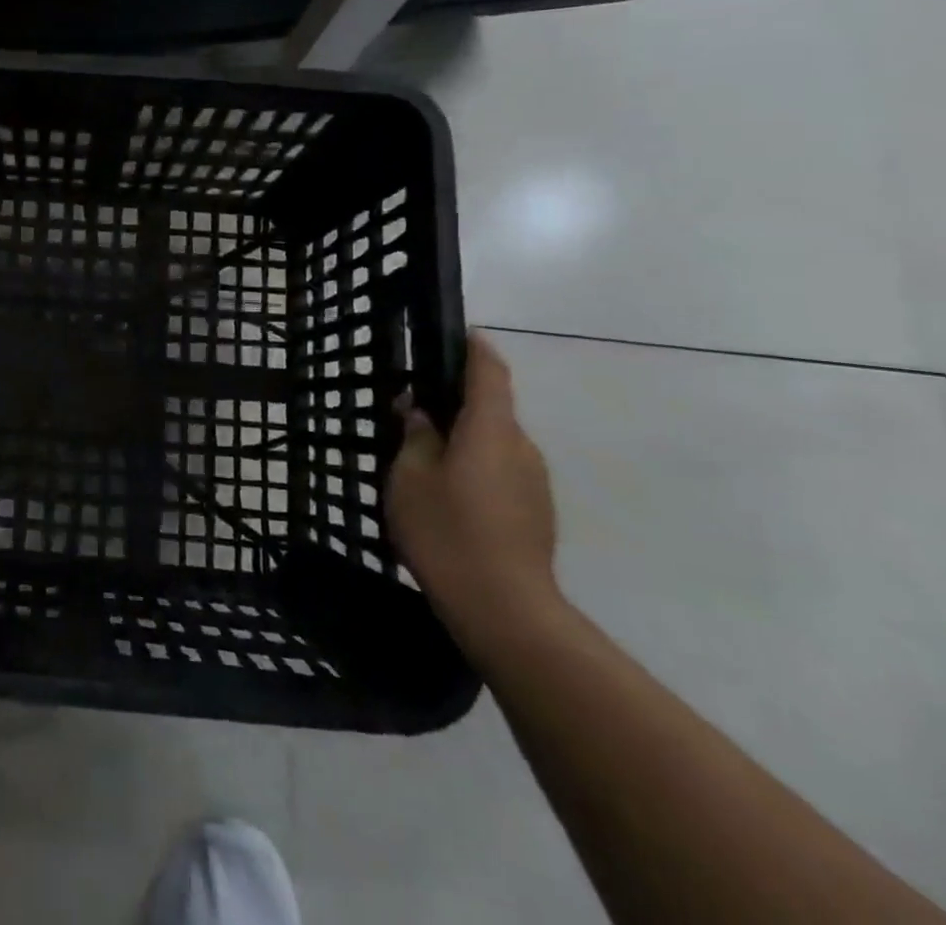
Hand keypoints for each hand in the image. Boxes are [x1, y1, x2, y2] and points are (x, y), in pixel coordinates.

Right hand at [389, 333, 563, 653]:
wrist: (505, 610)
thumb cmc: (447, 531)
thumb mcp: (409, 477)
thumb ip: (415, 436)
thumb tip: (420, 412)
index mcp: (490, 429)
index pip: (489, 371)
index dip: (473, 348)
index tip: (455, 335)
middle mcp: (521, 446)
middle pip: (491, 408)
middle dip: (456, 402)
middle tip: (413, 411)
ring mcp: (534, 481)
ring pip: (495, 442)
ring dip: (465, 439)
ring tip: (424, 458)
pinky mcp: (536, 511)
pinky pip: (503, 471)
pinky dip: (476, 467)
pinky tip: (448, 494)